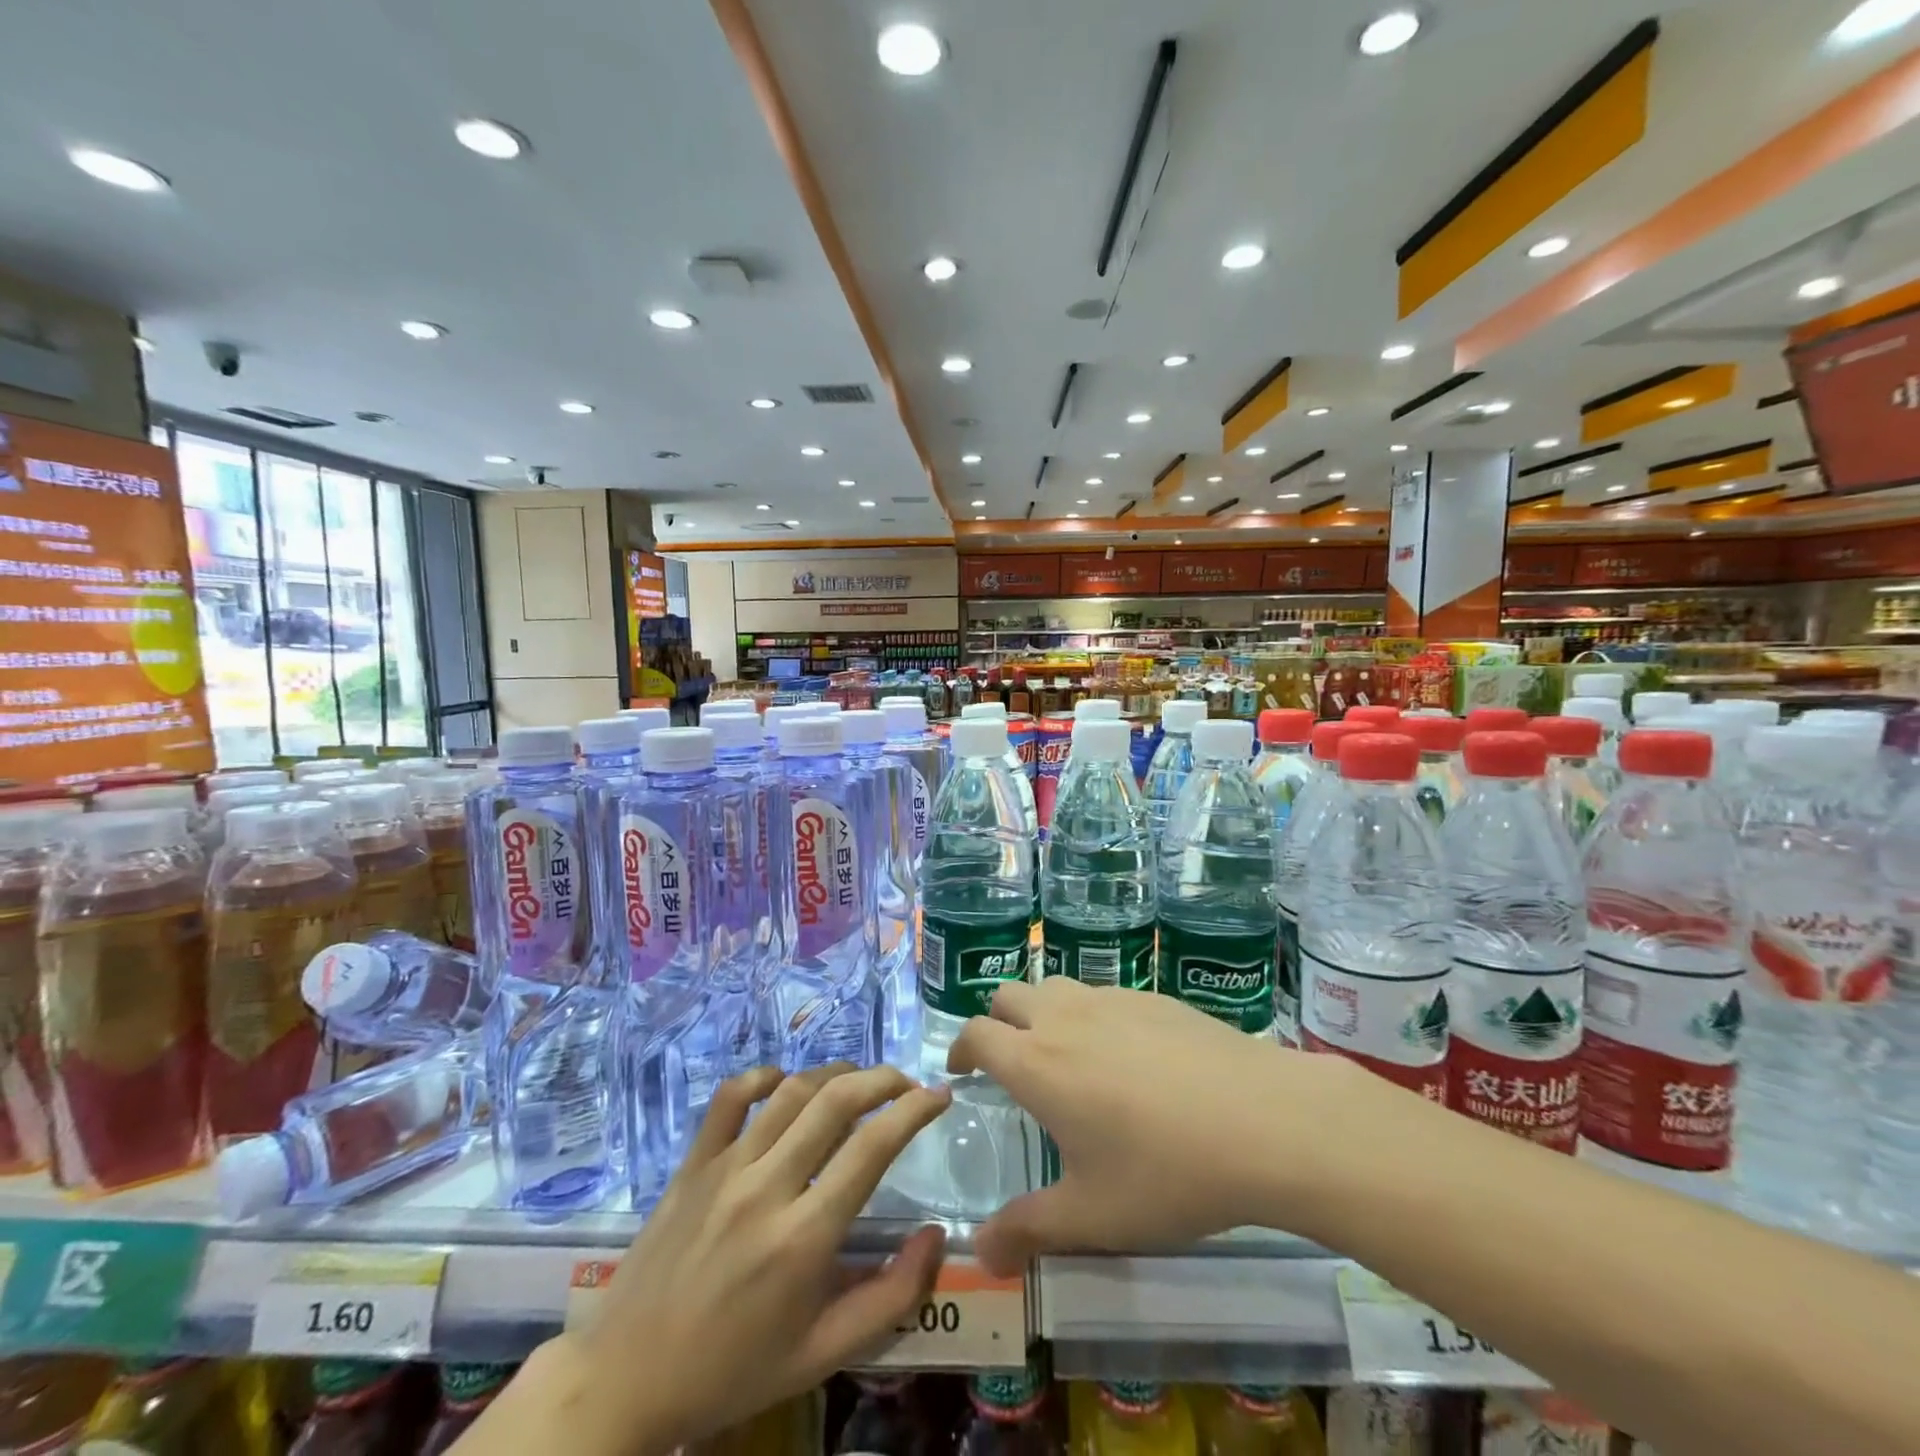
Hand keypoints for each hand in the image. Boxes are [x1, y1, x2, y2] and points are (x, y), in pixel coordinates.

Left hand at [510, 1065, 951, 1455]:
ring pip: (790, 1091)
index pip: (872, 1147)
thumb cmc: (732, 1372)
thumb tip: (936, 1235)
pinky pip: (728, 1098)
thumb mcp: (821, 1355)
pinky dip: (762, 1077)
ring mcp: (724, 1168)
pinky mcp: (691, 1163)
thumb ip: (891, 1299)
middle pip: (836, 1102)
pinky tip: (785, 1082)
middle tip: (908, 1082)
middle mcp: (766, 1187)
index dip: (914, 1110)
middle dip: (884, 1079)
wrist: (624, 1382)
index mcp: (802, 1238)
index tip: (940, 1095)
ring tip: (860, 1081)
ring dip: (834, 1073)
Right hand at [949, 979, 1344, 1273]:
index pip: (976, 1034)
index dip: (960, 1048)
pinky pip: (1104, 994)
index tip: (961, 1068)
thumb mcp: (1093, 1216)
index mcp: (1036, 1063)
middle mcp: (1065, 1017)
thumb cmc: (1166, 1172)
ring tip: (1065, 1053)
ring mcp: (1112, 999)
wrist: (1263, 1120)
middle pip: (1009, 995)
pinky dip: (1092, 1013)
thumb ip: (1029, 1230)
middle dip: (997, 1021)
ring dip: (1043, 1011)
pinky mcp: (1154, 996)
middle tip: (1009, 1059)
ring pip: (1057, 987)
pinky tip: (1128, 1055)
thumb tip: (981, 1252)